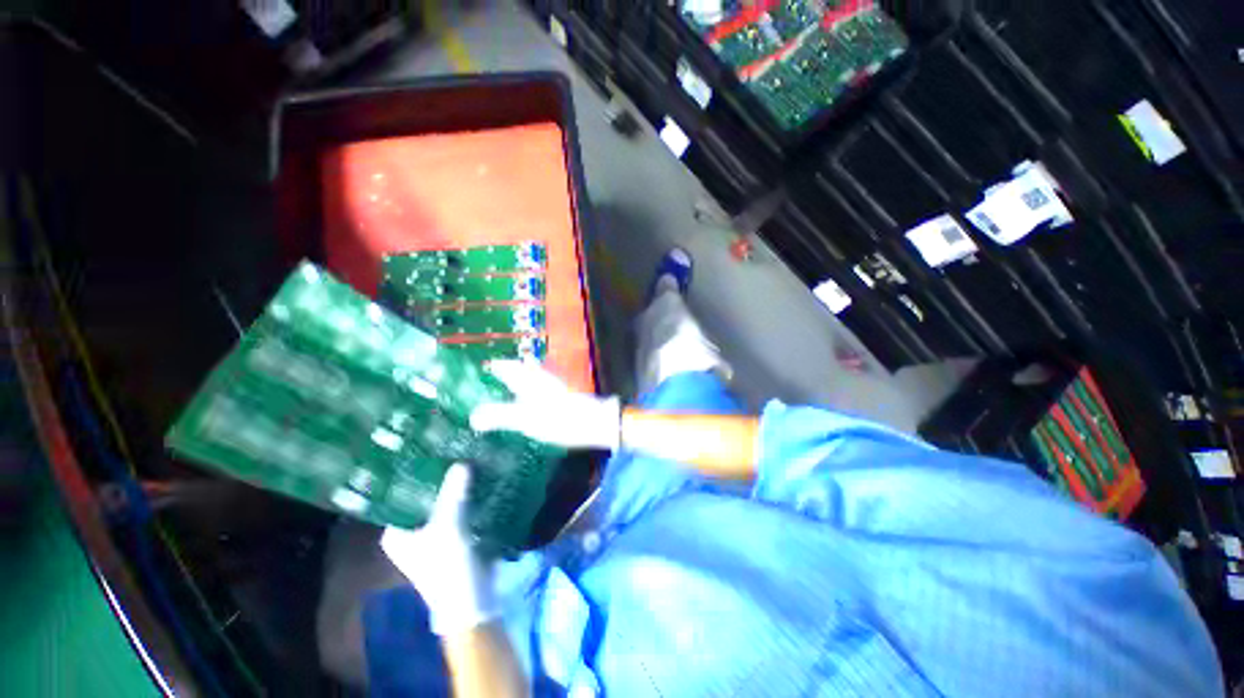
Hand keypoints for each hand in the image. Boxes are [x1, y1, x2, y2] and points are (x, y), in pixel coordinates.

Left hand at [380, 464, 498, 636]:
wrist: (471, 601)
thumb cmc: (448, 567)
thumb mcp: (449, 527)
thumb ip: (453, 493)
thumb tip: (461, 462)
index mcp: (397, 532)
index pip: (400, 495)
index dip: (414, 474)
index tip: (430, 451)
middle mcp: (410, 532)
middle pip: (423, 497)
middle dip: (438, 478)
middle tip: (452, 451)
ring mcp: (433, 533)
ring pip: (442, 502)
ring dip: (454, 486)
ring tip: (467, 459)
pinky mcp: (453, 535)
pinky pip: (457, 508)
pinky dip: (465, 496)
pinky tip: (477, 479)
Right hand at [470, 360, 621, 450]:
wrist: (593, 423)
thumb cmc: (559, 419)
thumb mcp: (526, 420)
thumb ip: (500, 416)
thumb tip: (473, 417)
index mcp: (531, 381)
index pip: (510, 368)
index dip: (497, 367)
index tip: (485, 367)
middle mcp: (542, 381)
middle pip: (523, 371)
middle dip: (510, 371)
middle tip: (496, 374)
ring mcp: (554, 389)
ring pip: (534, 378)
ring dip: (522, 379)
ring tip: (511, 384)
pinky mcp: (562, 399)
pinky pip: (541, 389)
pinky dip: (532, 390)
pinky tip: (533, 400)